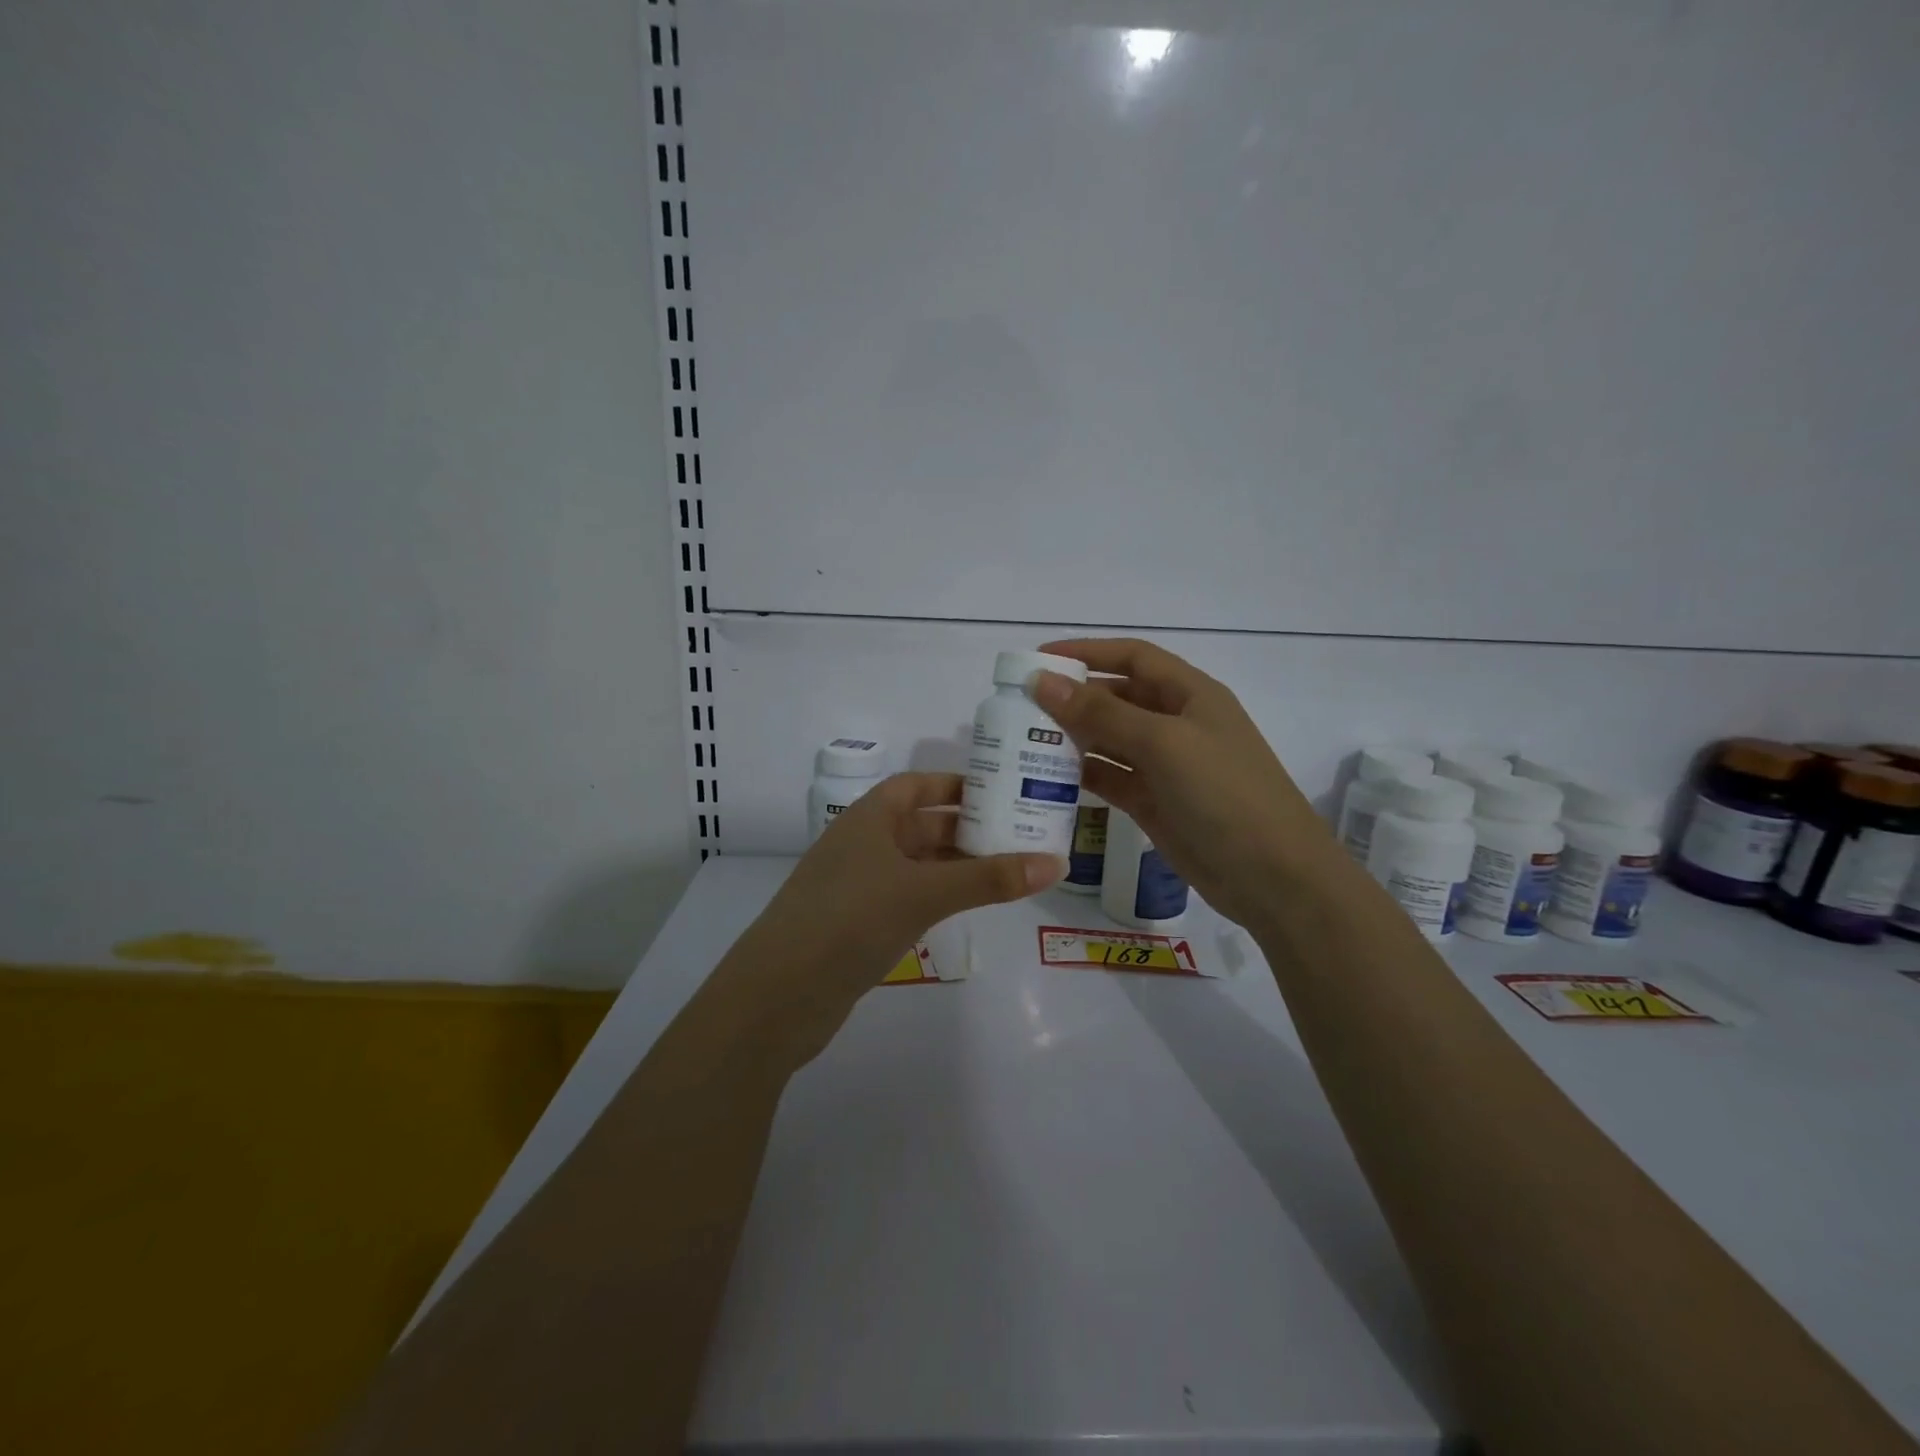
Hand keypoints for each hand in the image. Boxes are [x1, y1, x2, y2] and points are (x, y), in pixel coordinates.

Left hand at [714, 773, 1062, 1058]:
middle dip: (965, 828)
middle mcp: (862, 844)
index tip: (1000, 791)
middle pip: (921, 824)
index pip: (916, 785)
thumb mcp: (923, 892)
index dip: (955, 784)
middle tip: (1019, 834)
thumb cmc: (851, 920)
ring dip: (955, 865)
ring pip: (916, 864)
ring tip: (1006, 870)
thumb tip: (1055, 863)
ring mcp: (857, 886)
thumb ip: (988, 878)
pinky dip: (937, 896)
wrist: (779, 995)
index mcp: (869, 818)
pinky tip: (965, 907)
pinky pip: (907, 896)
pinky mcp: (857, 924)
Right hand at [1031, 638, 1330, 930]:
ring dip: (1072, 737)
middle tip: (1020, 704)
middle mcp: (1176, 724)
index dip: (1087, 652)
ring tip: (1024, 739)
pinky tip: (1047, 776)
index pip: (1132, 657)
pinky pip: (1110, 778)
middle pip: (1117, 697)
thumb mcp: (1163, 744)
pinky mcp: (1154, 803)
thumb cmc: (1224, 794)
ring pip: (1109, 740)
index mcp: (1190, 694)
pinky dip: (1082, 774)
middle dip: (1072, 697)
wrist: (1273, 878)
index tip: (1039, 658)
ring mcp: (1165, 766)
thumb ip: (1101, 713)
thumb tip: (1042, 681)